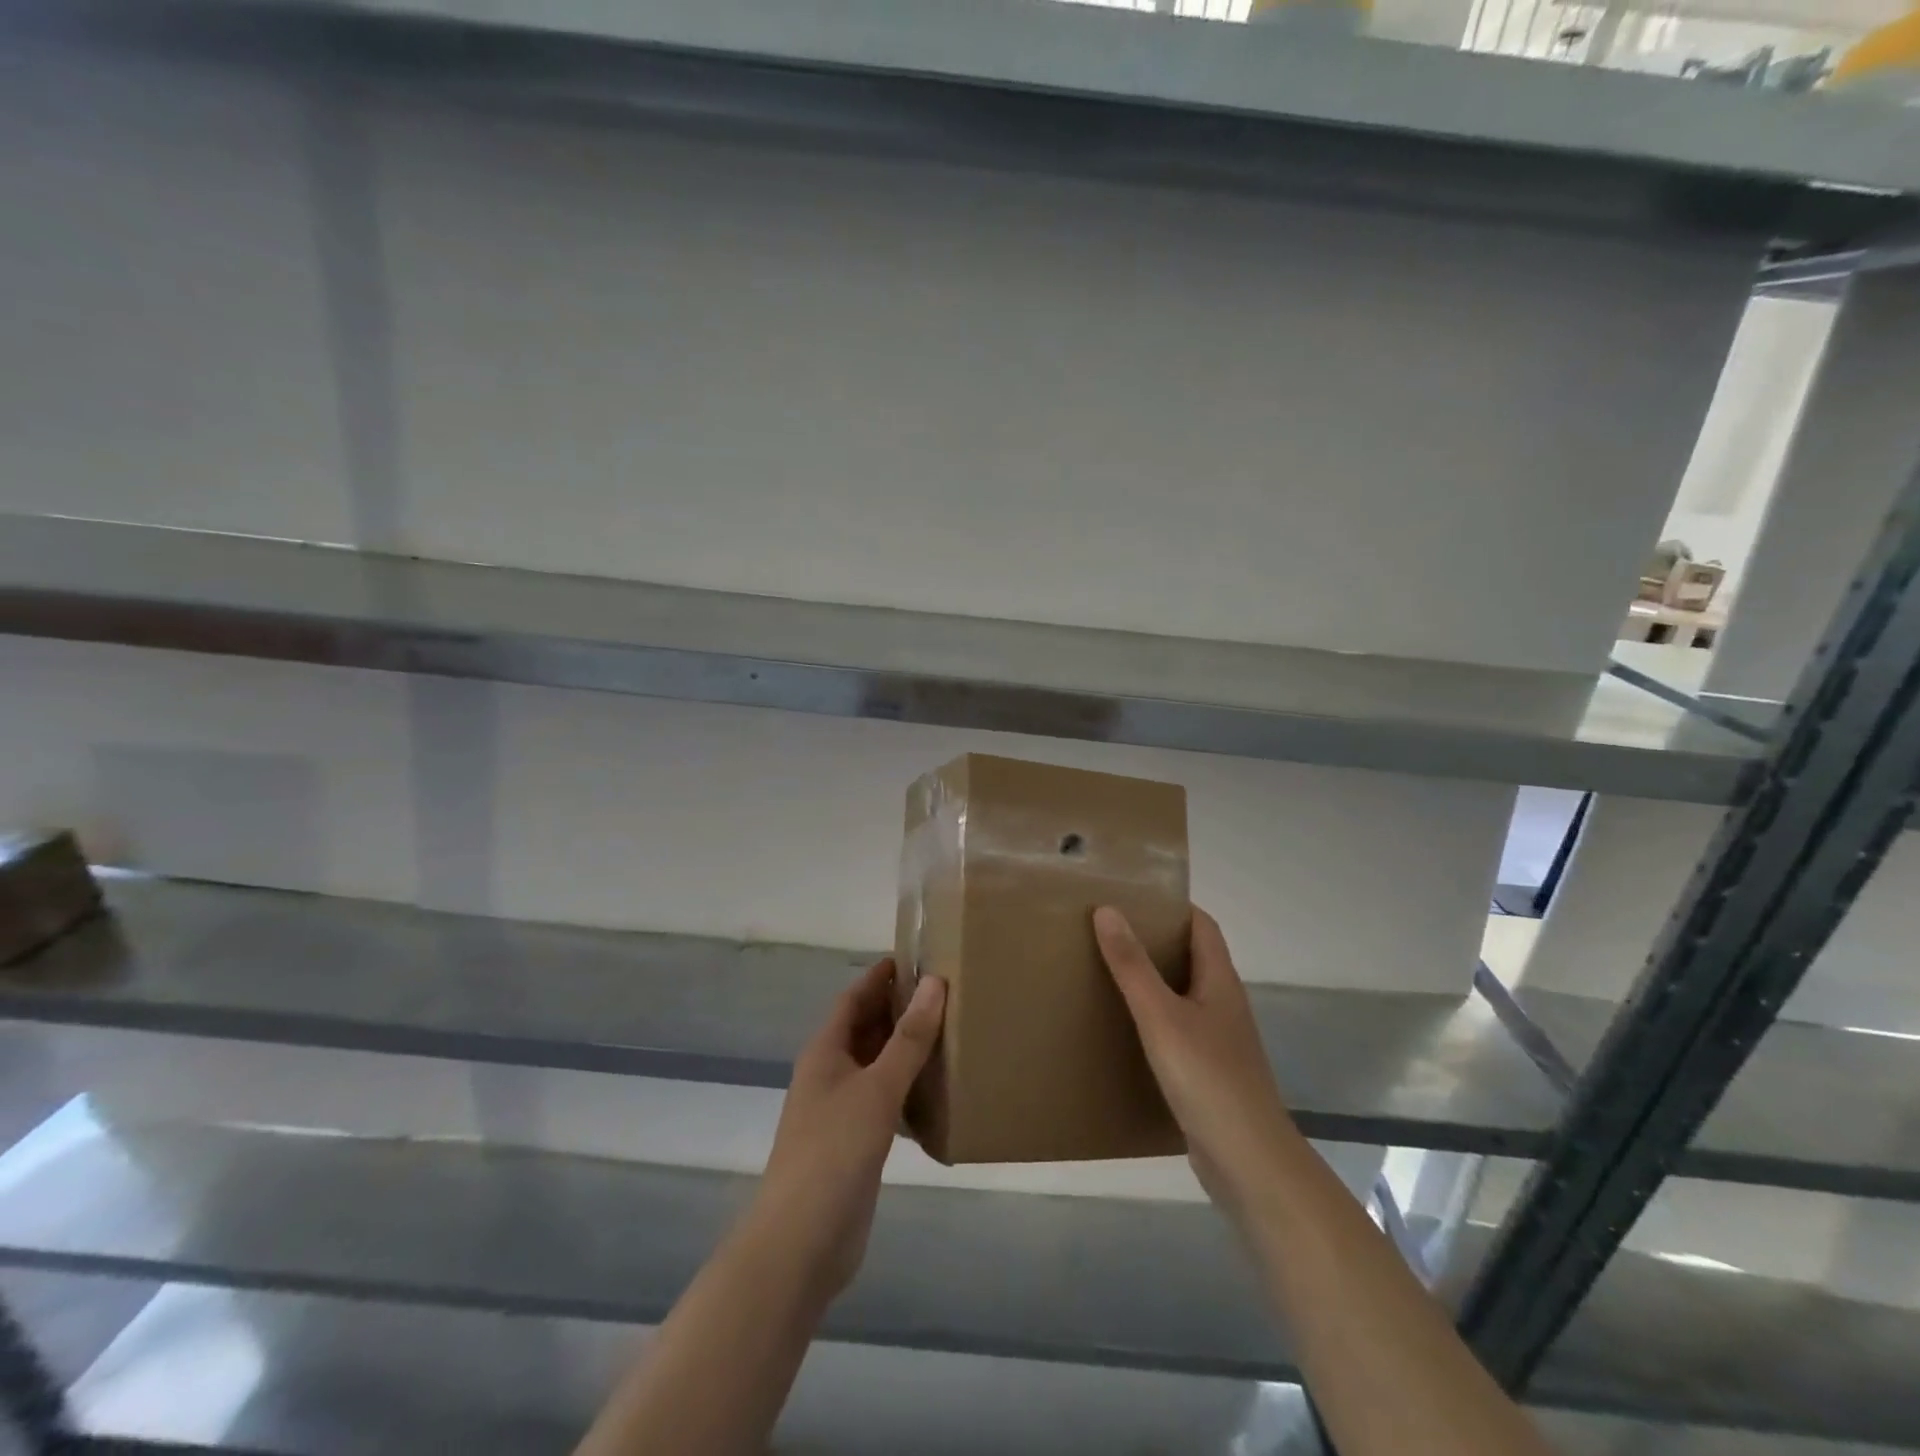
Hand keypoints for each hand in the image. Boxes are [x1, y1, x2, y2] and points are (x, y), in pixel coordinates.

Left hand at [754, 959, 945, 1301]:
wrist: (801, 1244)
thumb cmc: (834, 1152)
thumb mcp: (877, 1088)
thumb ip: (909, 1038)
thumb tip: (936, 983)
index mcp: (826, 1051)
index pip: (854, 997)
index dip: (881, 976)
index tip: (919, 956)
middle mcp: (830, 1074)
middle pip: (866, 1028)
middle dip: (899, 1009)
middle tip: (946, 993)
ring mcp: (840, 1111)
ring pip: (877, 1065)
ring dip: (906, 1049)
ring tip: (950, 1033)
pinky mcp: (855, 1144)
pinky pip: (884, 1101)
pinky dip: (908, 1089)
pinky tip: (938, 1092)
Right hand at [1094, 906, 1294, 1216]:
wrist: (1248, 1161)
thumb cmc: (1207, 1076)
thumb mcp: (1160, 1015)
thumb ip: (1132, 965)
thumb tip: (1107, 909)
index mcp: (1220, 980)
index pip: (1202, 925)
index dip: (1172, 906)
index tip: (1132, 897)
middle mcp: (1223, 1003)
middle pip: (1191, 957)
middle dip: (1154, 941)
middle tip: (1108, 932)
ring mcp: (1219, 1040)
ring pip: (1183, 995)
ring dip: (1152, 981)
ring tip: (1108, 973)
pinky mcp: (1209, 1072)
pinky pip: (1178, 1030)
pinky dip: (1153, 1019)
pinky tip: (1125, 1030)